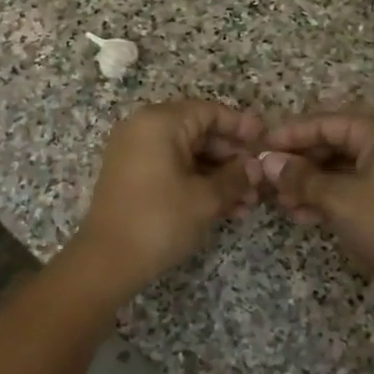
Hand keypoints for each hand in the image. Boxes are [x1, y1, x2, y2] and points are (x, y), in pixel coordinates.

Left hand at [72, 100, 263, 294]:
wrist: (107, 261)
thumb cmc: (160, 220)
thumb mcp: (205, 198)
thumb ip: (235, 177)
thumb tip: (256, 167)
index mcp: (160, 122)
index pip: (210, 111)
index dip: (241, 126)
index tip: (266, 142)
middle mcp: (144, 129)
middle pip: (200, 132)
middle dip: (232, 158)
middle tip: (260, 179)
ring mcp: (136, 153)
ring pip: (189, 155)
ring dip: (220, 176)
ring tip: (249, 203)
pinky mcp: (133, 177)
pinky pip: (173, 169)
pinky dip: (198, 184)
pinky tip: (227, 208)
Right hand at [261, 112, 373, 319]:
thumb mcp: (338, 199)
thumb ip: (300, 177)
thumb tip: (266, 162)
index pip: (327, 122)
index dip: (291, 134)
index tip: (260, 146)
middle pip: (334, 142)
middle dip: (300, 162)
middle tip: (267, 177)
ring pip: (341, 167)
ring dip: (310, 183)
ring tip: (280, 201)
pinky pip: (352, 186)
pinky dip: (327, 196)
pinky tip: (301, 214)